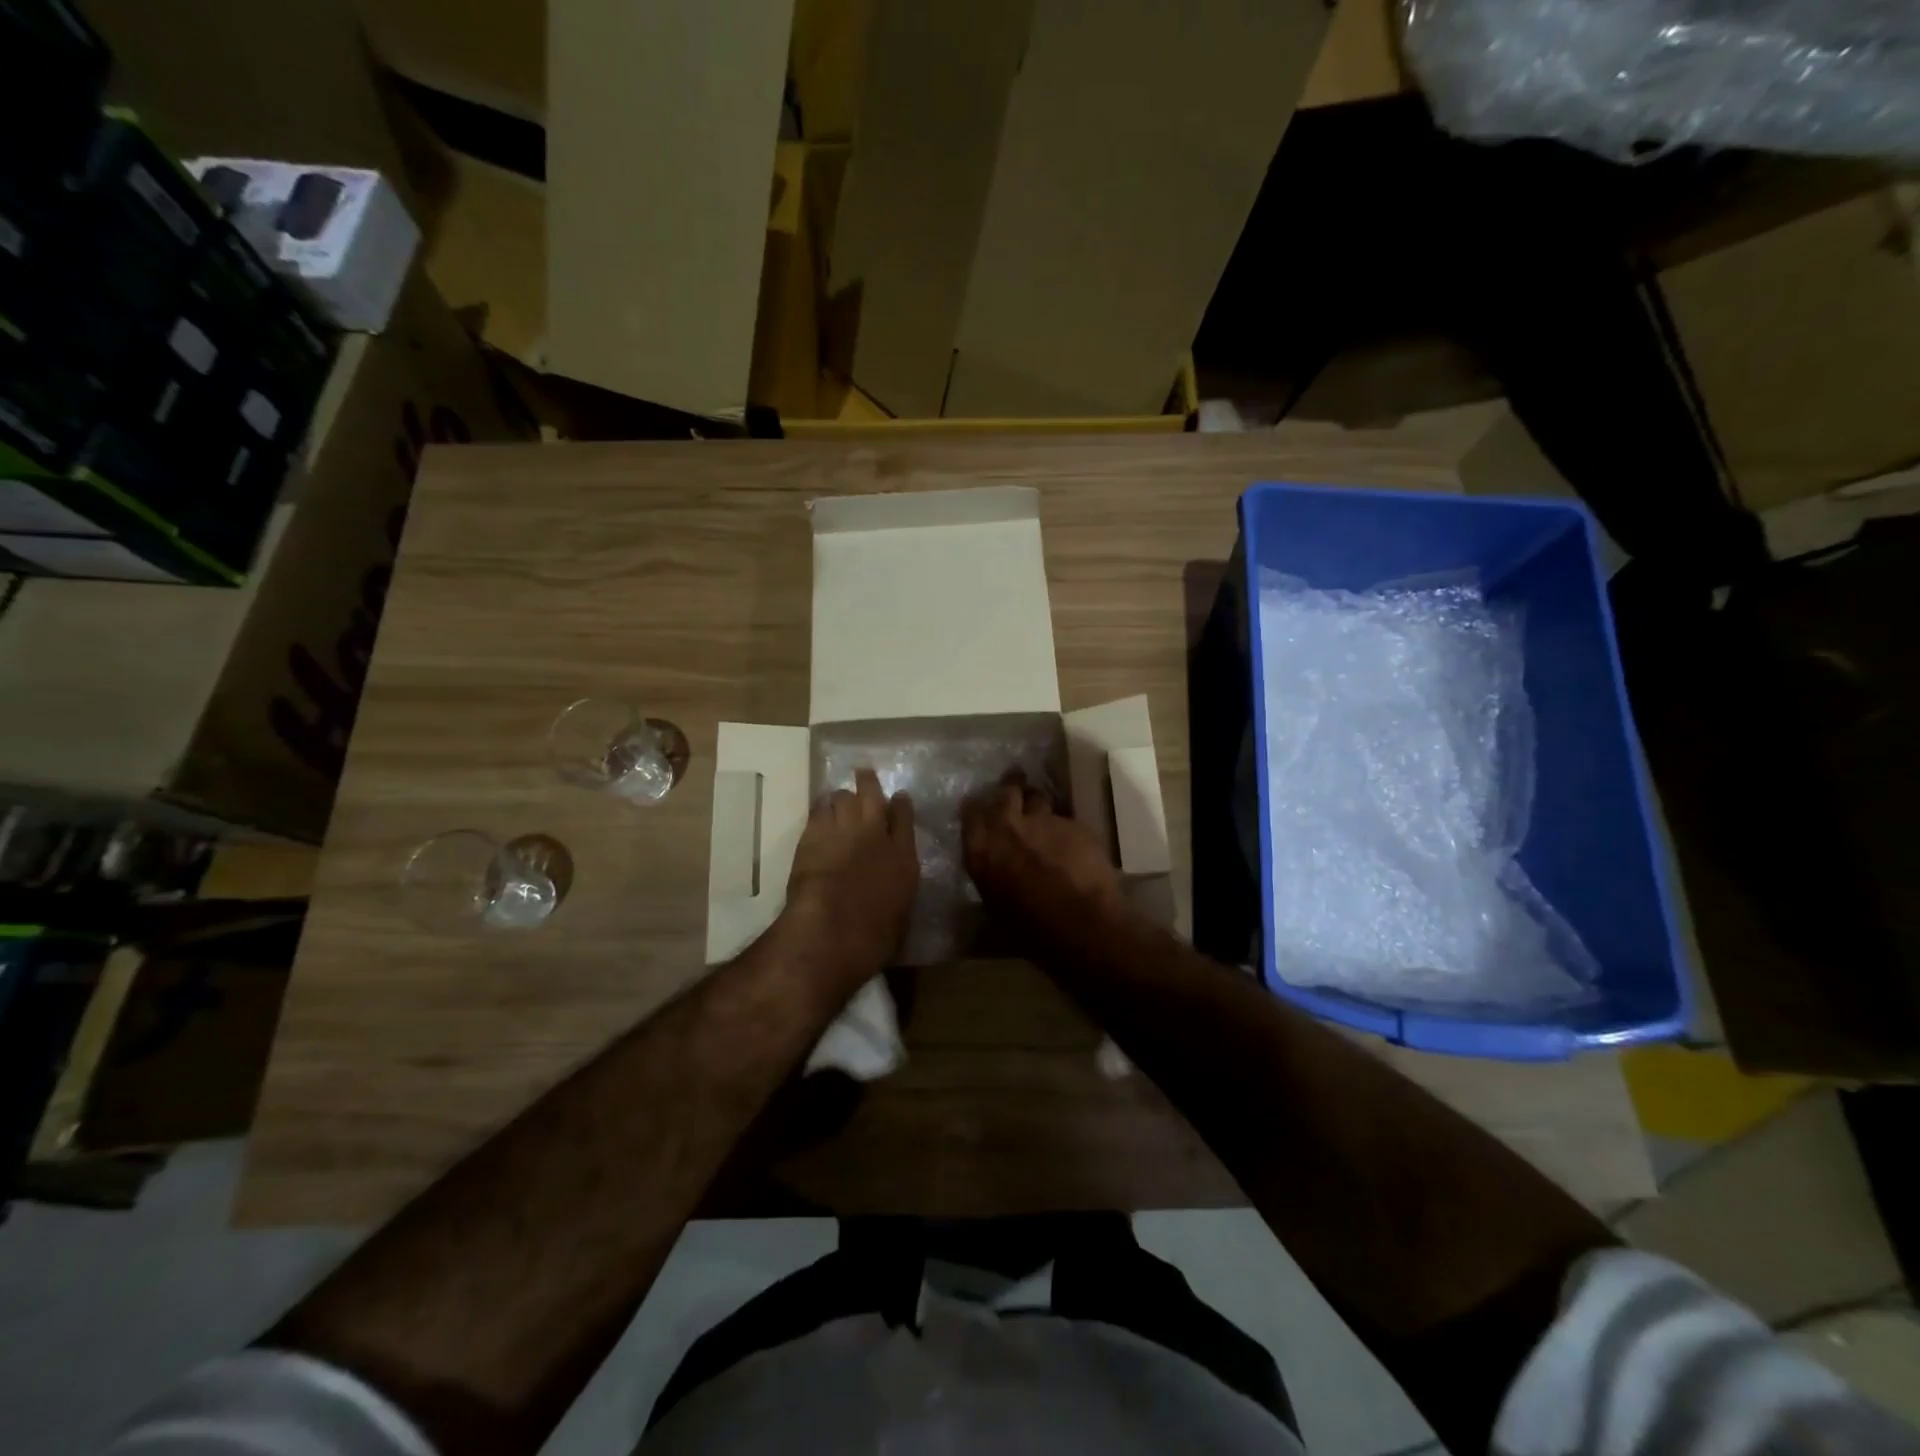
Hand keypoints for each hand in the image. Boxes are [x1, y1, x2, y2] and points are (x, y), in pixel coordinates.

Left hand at [781, 768, 917, 987]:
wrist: (833, 929)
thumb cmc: (873, 936)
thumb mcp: (899, 913)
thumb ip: (897, 888)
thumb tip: (891, 883)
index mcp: (903, 856)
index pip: (905, 818)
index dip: (902, 804)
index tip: (899, 797)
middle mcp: (876, 834)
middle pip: (873, 795)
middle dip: (869, 783)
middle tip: (864, 774)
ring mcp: (843, 829)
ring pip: (843, 797)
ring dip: (842, 795)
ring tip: (839, 797)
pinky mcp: (813, 834)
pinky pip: (818, 809)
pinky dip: (821, 806)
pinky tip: (820, 807)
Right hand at [961, 773, 1125, 938]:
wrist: (1080, 923)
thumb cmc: (1029, 927)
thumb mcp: (994, 902)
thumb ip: (990, 872)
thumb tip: (993, 866)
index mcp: (981, 846)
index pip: (970, 810)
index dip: (977, 808)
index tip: (981, 809)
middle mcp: (1008, 824)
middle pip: (1007, 790)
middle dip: (1011, 787)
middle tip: (1014, 787)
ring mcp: (1044, 820)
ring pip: (1038, 798)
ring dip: (1038, 805)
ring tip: (1043, 818)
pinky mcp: (1075, 824)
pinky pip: (1066, 820)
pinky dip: (1066, 830)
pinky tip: (1073, 846)